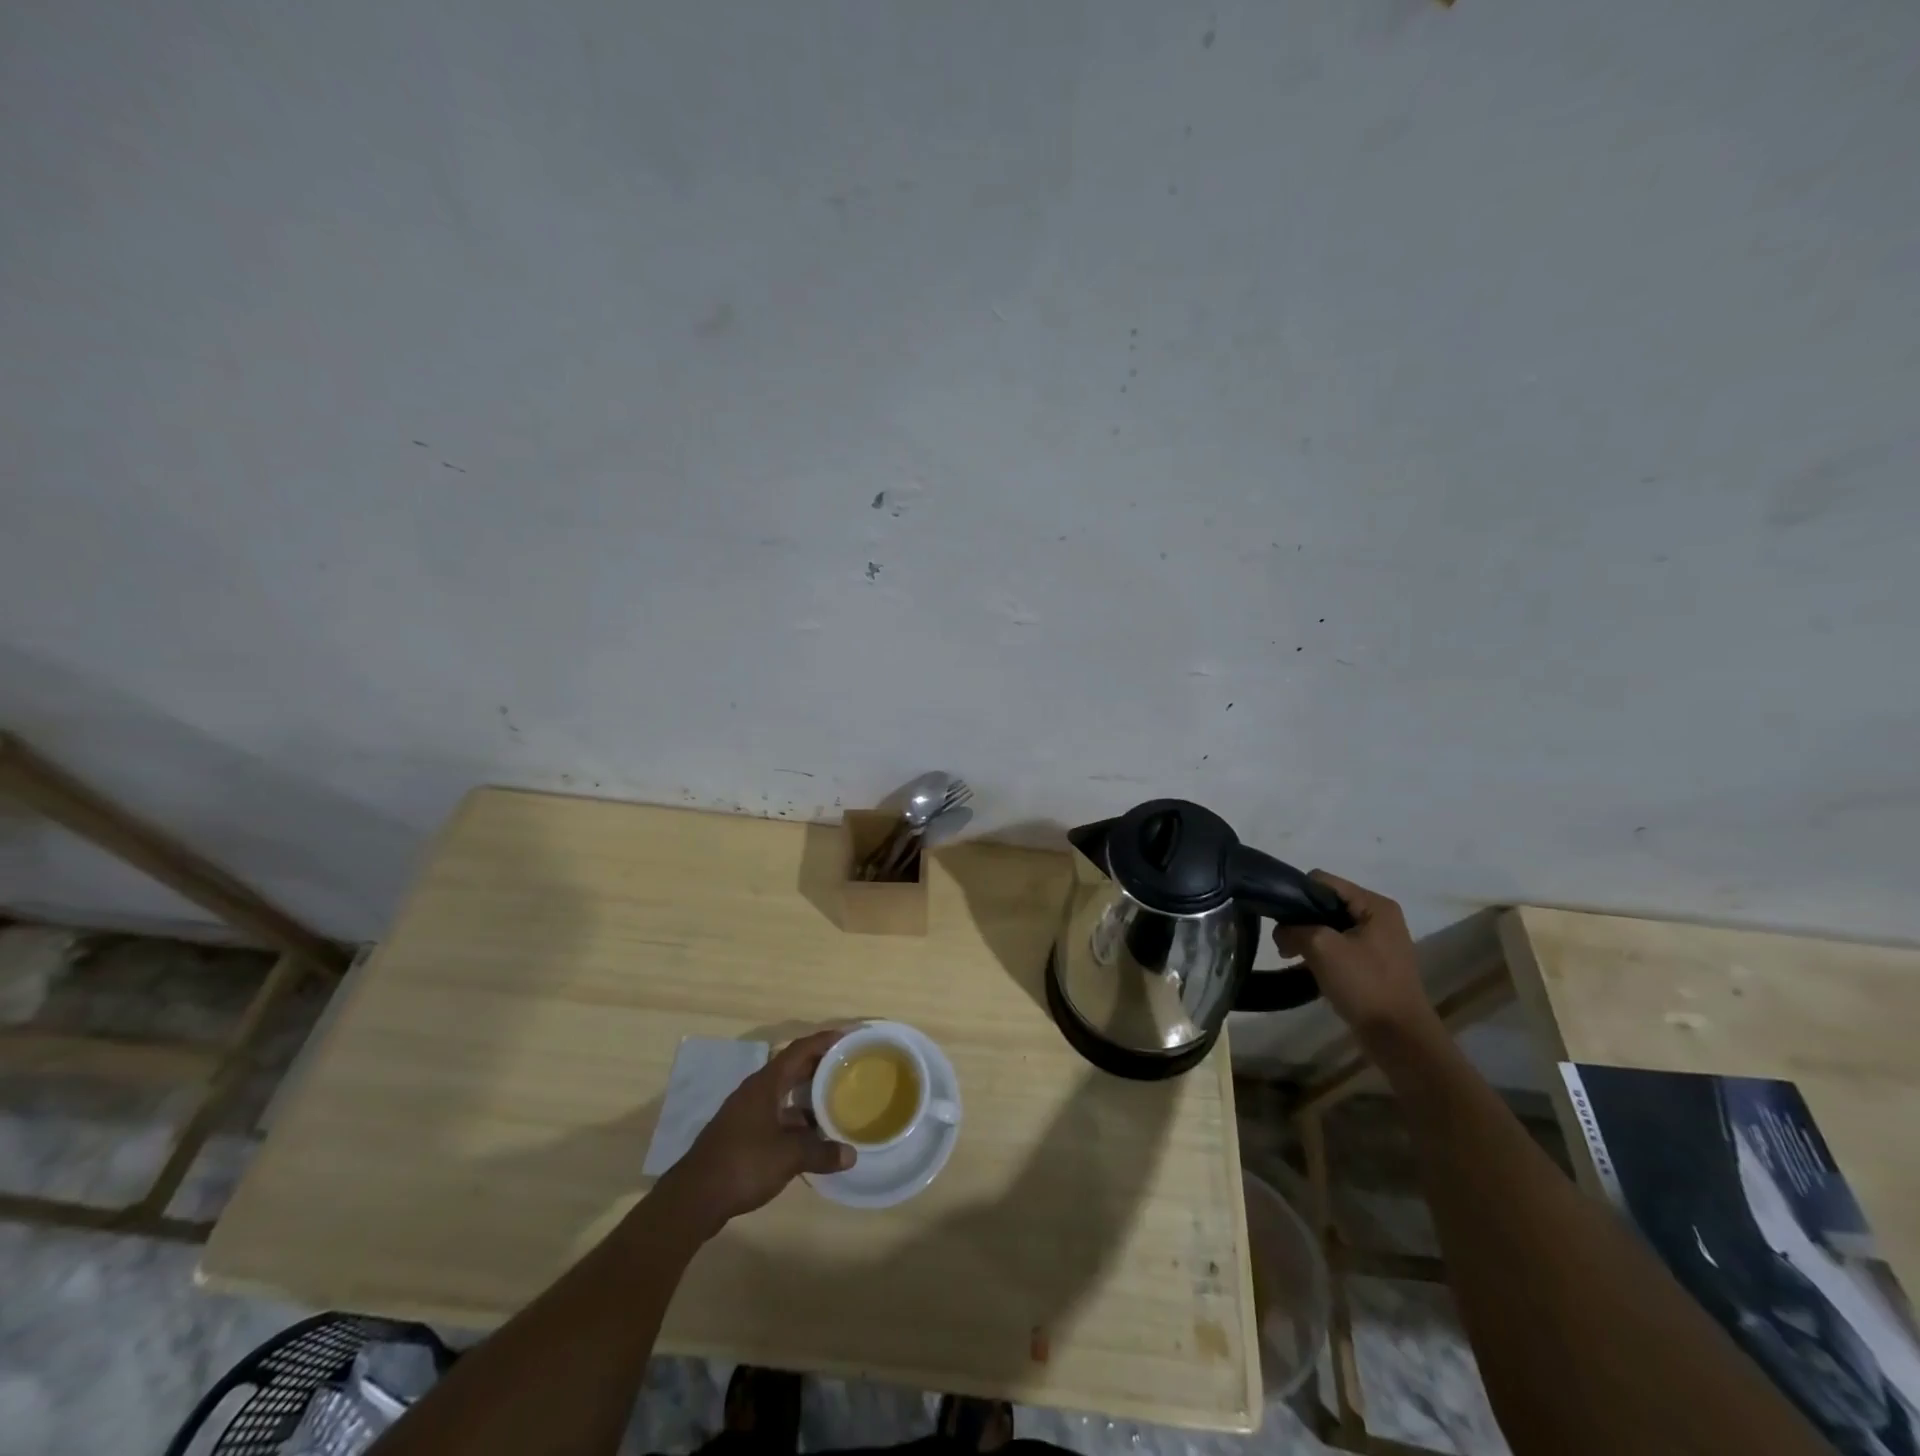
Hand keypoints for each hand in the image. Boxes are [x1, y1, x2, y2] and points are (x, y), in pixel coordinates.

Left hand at [657, 1030, 853, 1233]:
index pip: (799, 1050)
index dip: (823, 1041)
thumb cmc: (743, 1164)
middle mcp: (755, 1092)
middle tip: (847, 1066)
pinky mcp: (741, 1135)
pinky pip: (776, 1115)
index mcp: (765, 1084)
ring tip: (835, 1100)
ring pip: (783, 1094)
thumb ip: (821, 1152)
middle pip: (791, 1068)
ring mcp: (746, 1113)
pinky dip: (795, 1119)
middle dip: (819, 1065)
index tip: (847, 1038)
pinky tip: (810, 1136)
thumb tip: (851, 1155)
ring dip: (807, 1095)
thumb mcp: (788, 1157)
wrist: (694, 1199)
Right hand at [1272, 872, 1435, 1044]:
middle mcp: (1379, 916)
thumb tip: (1280, 931)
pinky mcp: (1374, 962)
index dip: (1296, 894)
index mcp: (1374, 904)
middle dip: (1301, 919)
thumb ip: (1293, 929)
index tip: (1278, 917)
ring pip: (1329, 925)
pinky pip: (1339, 946)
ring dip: (1308, 938)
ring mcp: (1379, 941)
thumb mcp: (1321, 948)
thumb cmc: (1364, 984)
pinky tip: (1307, 968)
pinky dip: (1321, 953)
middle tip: (1284, 942)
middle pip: (1326, 902)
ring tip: (1291, 957)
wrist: (1399, 1037)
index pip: (1322, 880)